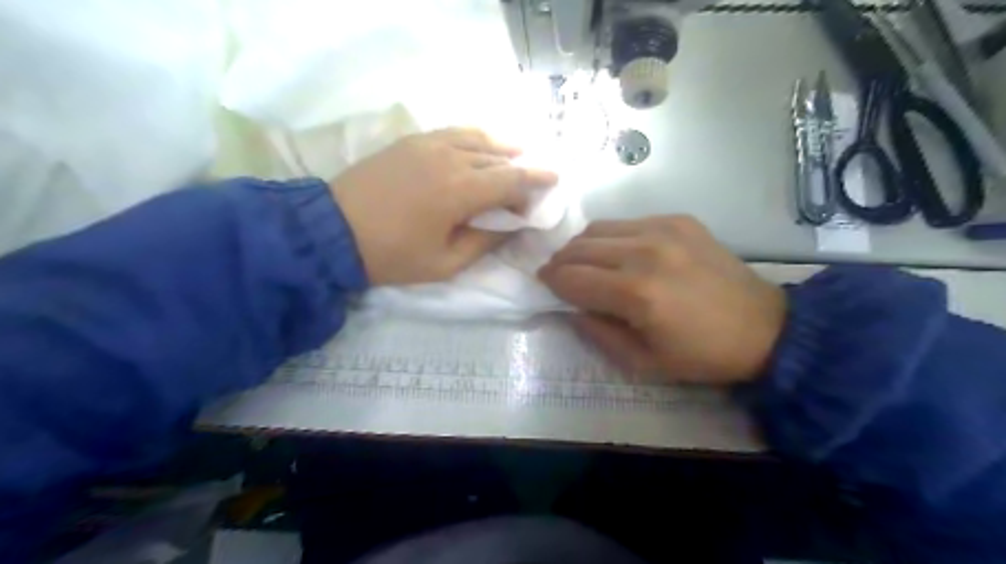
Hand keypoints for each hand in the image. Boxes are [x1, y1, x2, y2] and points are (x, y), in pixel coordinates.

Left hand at [336, 127, 556, 286]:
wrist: (332, 231)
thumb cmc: (391, 255)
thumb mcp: (444, 264)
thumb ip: (484, 243)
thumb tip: (510, 226)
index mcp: (461, 191)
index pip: (511, 180)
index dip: (536, 181)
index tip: (554, 181)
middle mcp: (450, 159)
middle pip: (498, 159)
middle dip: (521, 169)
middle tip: (534, 179)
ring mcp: (428, 144)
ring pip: (478, 140)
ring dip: (502, 148)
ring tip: (518, 153)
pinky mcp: (411, 141)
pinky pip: (453, 132)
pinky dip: (475, 138)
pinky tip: (481, 145)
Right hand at [544, 214, 784, 382]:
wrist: (763, 327)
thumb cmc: (700, 354)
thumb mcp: (642, 362)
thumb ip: (597, 333)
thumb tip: (570, 308)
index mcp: (636, 293)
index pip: (572, 278)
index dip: (551, 282)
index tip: (544, 285)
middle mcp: (645, 252)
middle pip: (580, 247)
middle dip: (560, 261)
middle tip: (557, 274)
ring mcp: (664, 230)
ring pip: (599, 228)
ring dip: (582, 246)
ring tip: (582, 262)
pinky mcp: (679, 220)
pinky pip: (628, 222)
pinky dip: (612, 237)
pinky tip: (619, 253)